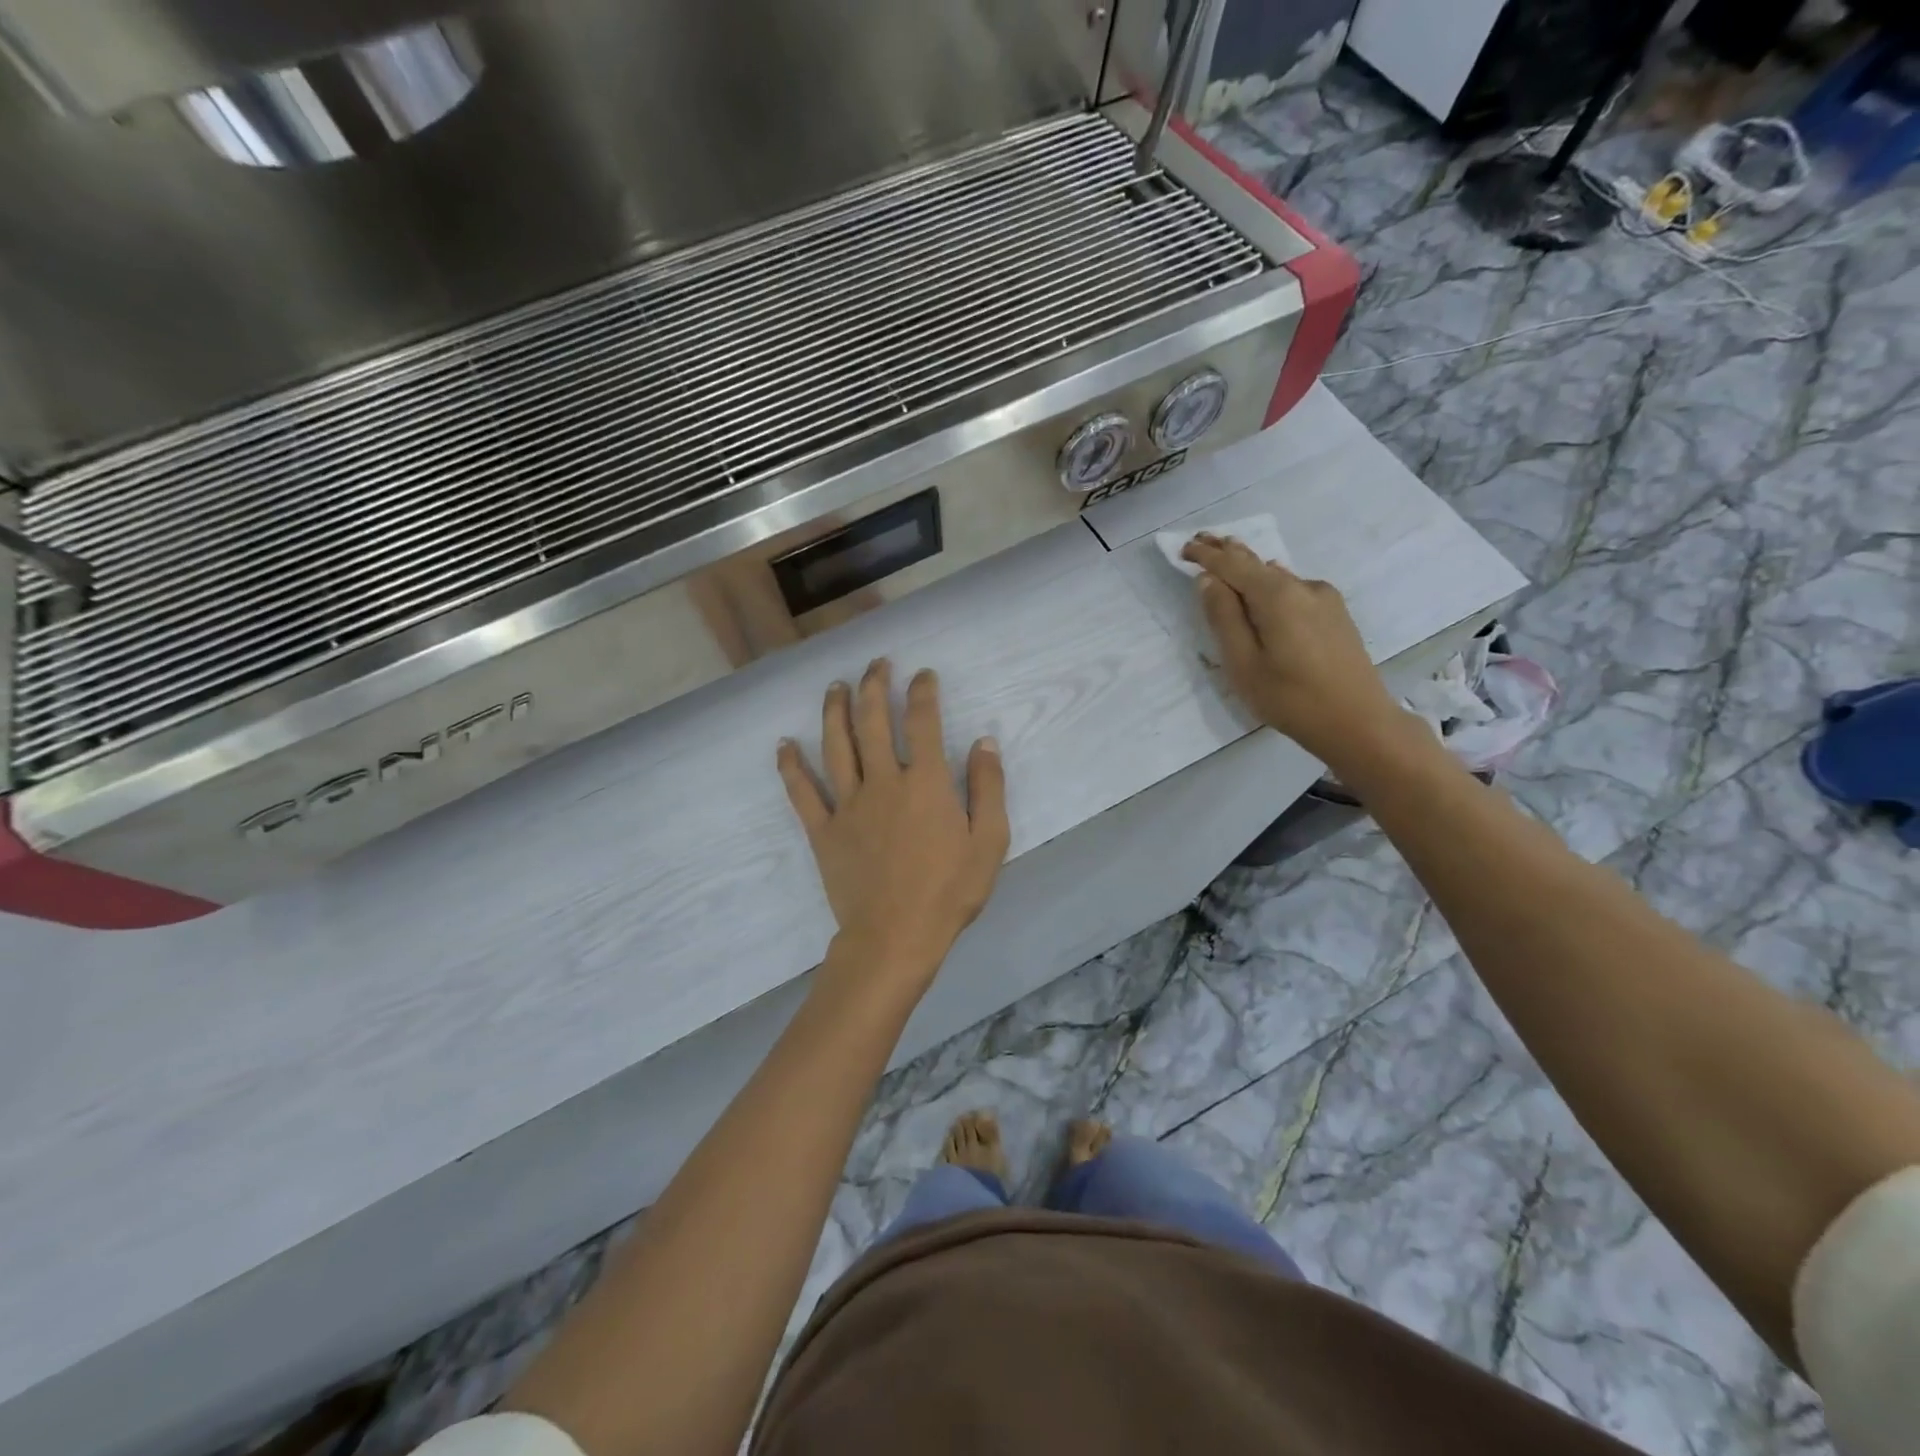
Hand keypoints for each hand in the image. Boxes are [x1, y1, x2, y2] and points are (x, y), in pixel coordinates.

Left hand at [777, 661, 1009, 996]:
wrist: (896, 937)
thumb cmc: (949, 892)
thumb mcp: (989, 841)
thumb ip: (987, 787)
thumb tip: (983, 741)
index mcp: (925, 782)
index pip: (923, 722)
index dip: (922, 692)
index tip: (922, 675)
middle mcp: (883, 782)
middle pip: (873, 722)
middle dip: (875, 686)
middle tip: (875, 664)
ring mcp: (848, 804)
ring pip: (836, 746)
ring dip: (834, 711)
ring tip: (835, 687)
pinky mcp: (823, 830)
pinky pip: (802, 792)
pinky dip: (790, 766)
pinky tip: (784, 744)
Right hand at [1181, 532, 1406, 768]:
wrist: (1358, 722)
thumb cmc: (1290, 698)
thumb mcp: (1243, 664)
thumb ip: (1224, 618)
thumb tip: (1209, 580)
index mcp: (1277, 596)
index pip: (1233, 565)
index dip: (1207, 556)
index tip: (1184, 548)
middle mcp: (1303, 587)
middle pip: (1258, 563)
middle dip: (1228, 551)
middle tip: (1202, 540)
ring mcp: (1324, 599)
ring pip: (1278, 576)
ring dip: (1250, 568)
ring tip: (1228, 560)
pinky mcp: (1335, 614)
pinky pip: (1294, 589)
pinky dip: (1271, 585)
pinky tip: (1265, 590)